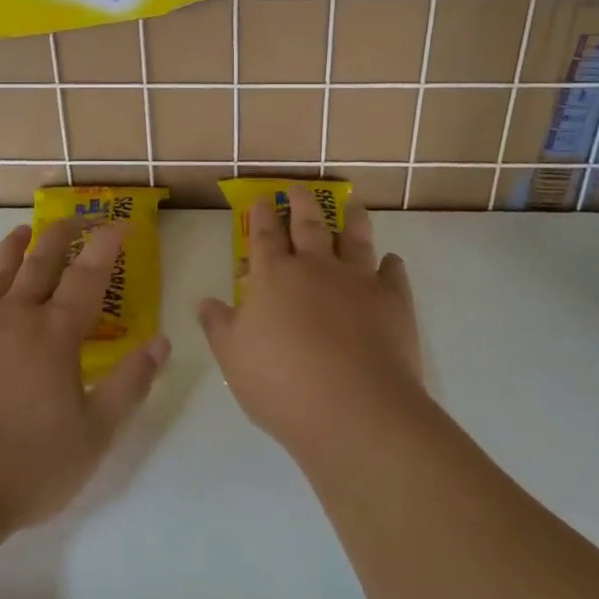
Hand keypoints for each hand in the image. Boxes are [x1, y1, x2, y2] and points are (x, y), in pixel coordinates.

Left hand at [0, 219, 169, 536]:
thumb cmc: (27, 466)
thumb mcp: (95, 434)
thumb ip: (130, 384)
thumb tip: (161, 341)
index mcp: (55, 333)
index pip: (88, 276)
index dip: (105, 245)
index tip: (119, 222)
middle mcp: (15, 316)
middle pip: (40, 263)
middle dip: (59, 236)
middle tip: (71, 218)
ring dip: (12, 250)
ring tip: (21, 231)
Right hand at [198, 188, 421, 464]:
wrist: (356, 410)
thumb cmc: (283, 384)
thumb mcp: (234, 358)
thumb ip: (219, 326)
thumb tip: (205, 302)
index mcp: (275, 276)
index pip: (265, 236)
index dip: (262, 215)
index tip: (262, 199)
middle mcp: (316, 267)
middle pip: (309, 225)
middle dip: (301, 203)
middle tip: (299, 188)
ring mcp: (358, 281)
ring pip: (355, 239)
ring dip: (352, 220)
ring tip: (352, 205)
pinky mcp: (393, 302)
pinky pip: (393, 274)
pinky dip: (391, 265)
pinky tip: (391, 261)